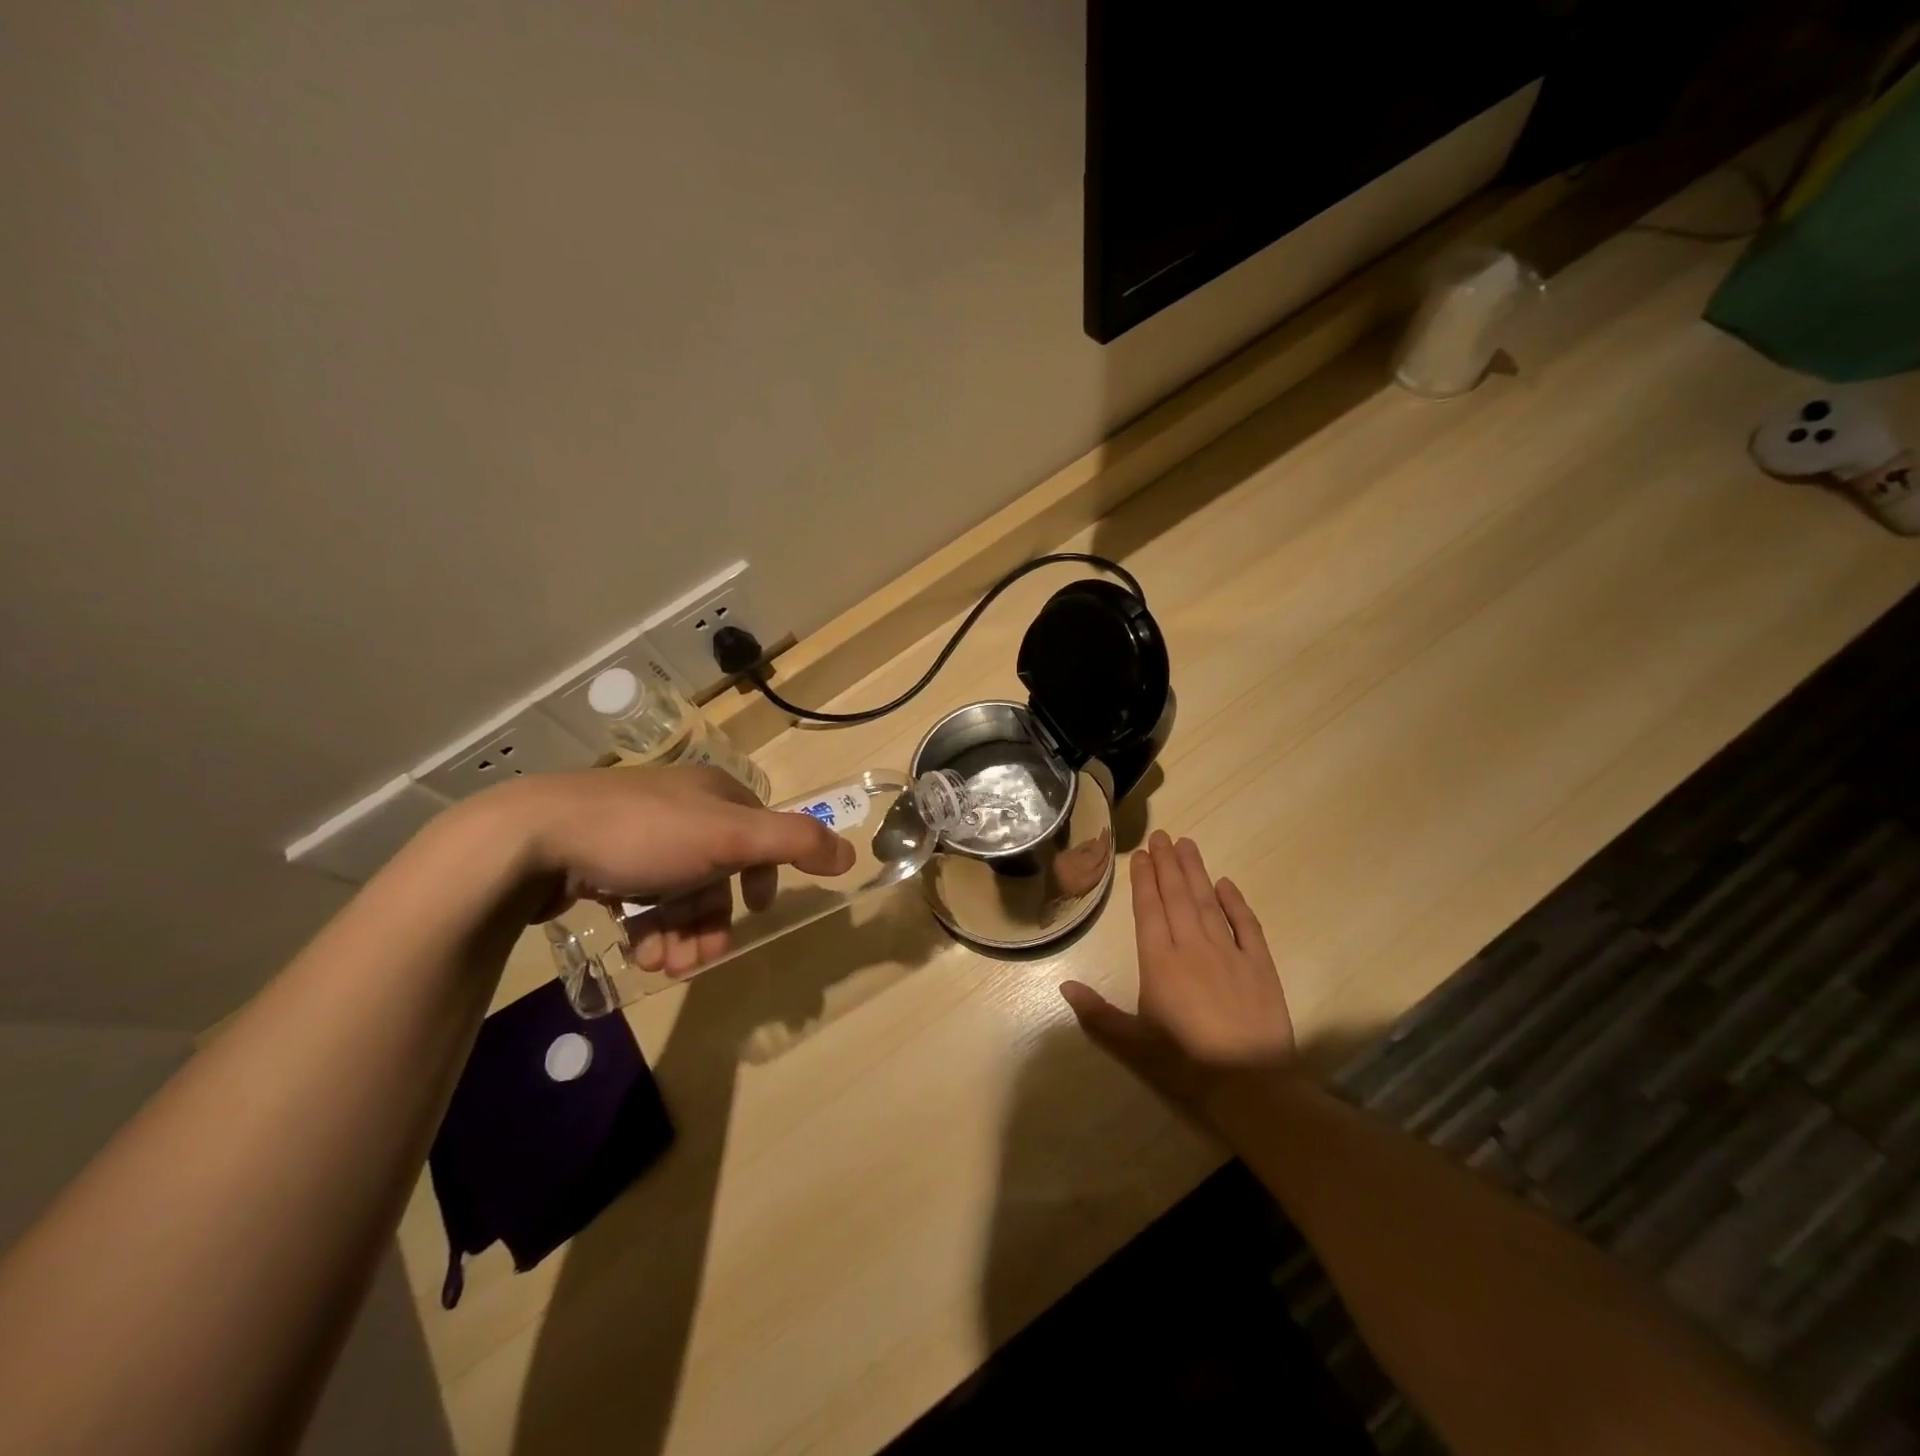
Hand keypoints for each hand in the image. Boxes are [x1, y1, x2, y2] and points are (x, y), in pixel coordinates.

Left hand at [494, 765, 854, 974]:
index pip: (758, 831)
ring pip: (677, 890)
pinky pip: (639, 897)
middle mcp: (679, 807)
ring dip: (682, 934)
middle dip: (714, 919)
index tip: (757, 910)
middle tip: (701, 960)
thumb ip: (794, 842)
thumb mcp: (730, 835)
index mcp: (713, 793)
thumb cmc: (644, 834)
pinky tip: (639, 953)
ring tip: (666, 967)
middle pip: (717, 870)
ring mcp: (635, 832)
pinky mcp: (597, 858)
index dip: (764, 872)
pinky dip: (647, 928)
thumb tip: (849, 854)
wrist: (531, 839)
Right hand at [1060, 831, 1293, 1112]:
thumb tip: (1064, 985)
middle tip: (1162, 835)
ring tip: (1187, 844)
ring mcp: (1229, 952)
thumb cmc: (1184, 1063)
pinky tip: (1226, 883)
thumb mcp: (1133, 1042)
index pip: (1149, 910)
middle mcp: (1192, 946)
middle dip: (1167, 864)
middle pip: (1177, 896)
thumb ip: (1098, 1013)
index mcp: (1159, 961)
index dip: (1143, 880)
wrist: (1249, 1084)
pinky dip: (1235, 902)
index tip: (1141, 853)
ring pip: (1207, 902)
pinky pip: (1246, 925)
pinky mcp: (1259, 965)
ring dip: (1195, 872)